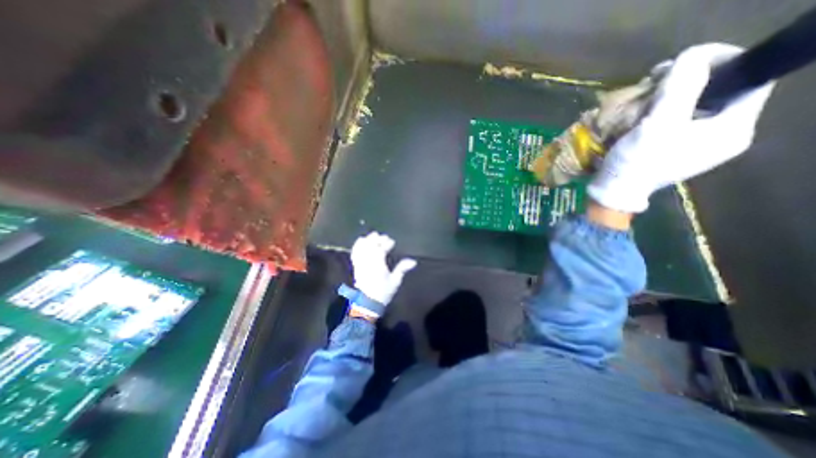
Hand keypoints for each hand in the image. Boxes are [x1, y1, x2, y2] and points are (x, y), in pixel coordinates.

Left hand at [348, 233, 416, 307]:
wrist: (367, 303)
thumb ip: (402, 269)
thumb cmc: (383, 292)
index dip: (387, 243)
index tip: (393, 242)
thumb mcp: (395, 281)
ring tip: (374, 235)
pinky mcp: (355, 266)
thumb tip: (413, 261)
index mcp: (378, 264)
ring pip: (362, 247)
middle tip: (384, 237)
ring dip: (368, 240)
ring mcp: (360, 263)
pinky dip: (358, 245)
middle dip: (377, 239)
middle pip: (371, 245)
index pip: (381, 249)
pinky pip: (355, 252)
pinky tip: (361, 240)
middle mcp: (368, 261)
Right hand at [591, 43, 773, 212]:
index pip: (750, 80)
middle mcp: (723, 136)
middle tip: (656, 81)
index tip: (684, 63)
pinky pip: (678, 121)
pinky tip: (643, 115)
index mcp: (732, 129)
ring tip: (644, 99)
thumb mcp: (657, 124)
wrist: (614, 192)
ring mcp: (699, 145)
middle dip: (689, 81)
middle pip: (720, 92)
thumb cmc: (636, 162)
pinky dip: (662, 112)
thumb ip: (680, 87)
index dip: (723, 62)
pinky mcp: (677, 150)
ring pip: (695, 106)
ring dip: (671, 97)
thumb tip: (693, 56)